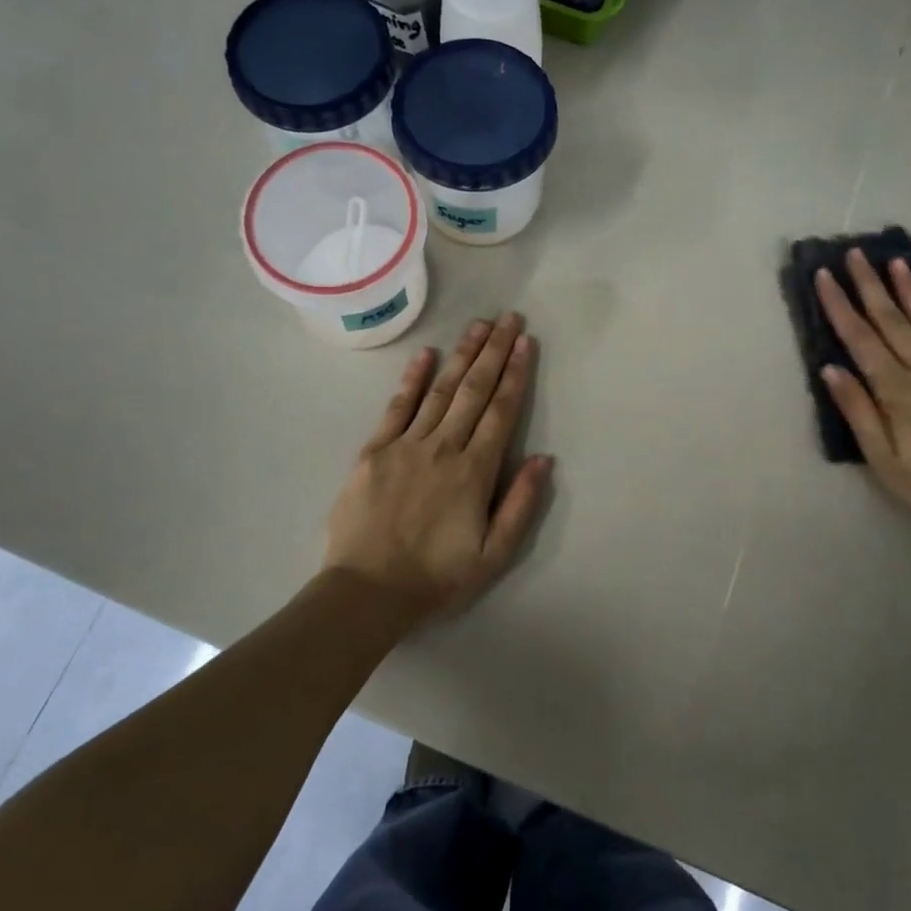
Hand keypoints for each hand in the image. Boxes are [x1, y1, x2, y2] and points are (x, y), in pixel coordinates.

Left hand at [324, 312, 553, 622]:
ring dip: (462, 355)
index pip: (501, 412)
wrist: (367, 592)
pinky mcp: (374, 451)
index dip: (515, 375)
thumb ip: (520, 504)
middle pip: (474, 391)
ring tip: (479, 325)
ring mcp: (406, 445)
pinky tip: (426, 354)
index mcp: (474, 472)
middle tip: (509, 318)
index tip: (525, 343)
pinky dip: (412, 379)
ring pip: (440, 390)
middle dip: (494, 352)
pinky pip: (397, 407)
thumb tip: (543, 459)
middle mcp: (443, 448)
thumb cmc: (435, 578)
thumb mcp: (493, 555)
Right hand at [815, 252, 910, 543]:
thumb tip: (831, 369)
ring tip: (897, 262)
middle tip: (857, 253)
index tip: (825, 276)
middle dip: (871, 286)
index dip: (840, 306)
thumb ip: (858, 411)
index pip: (860, 339)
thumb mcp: (883, 460)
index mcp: (896, 391)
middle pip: (893, 322)